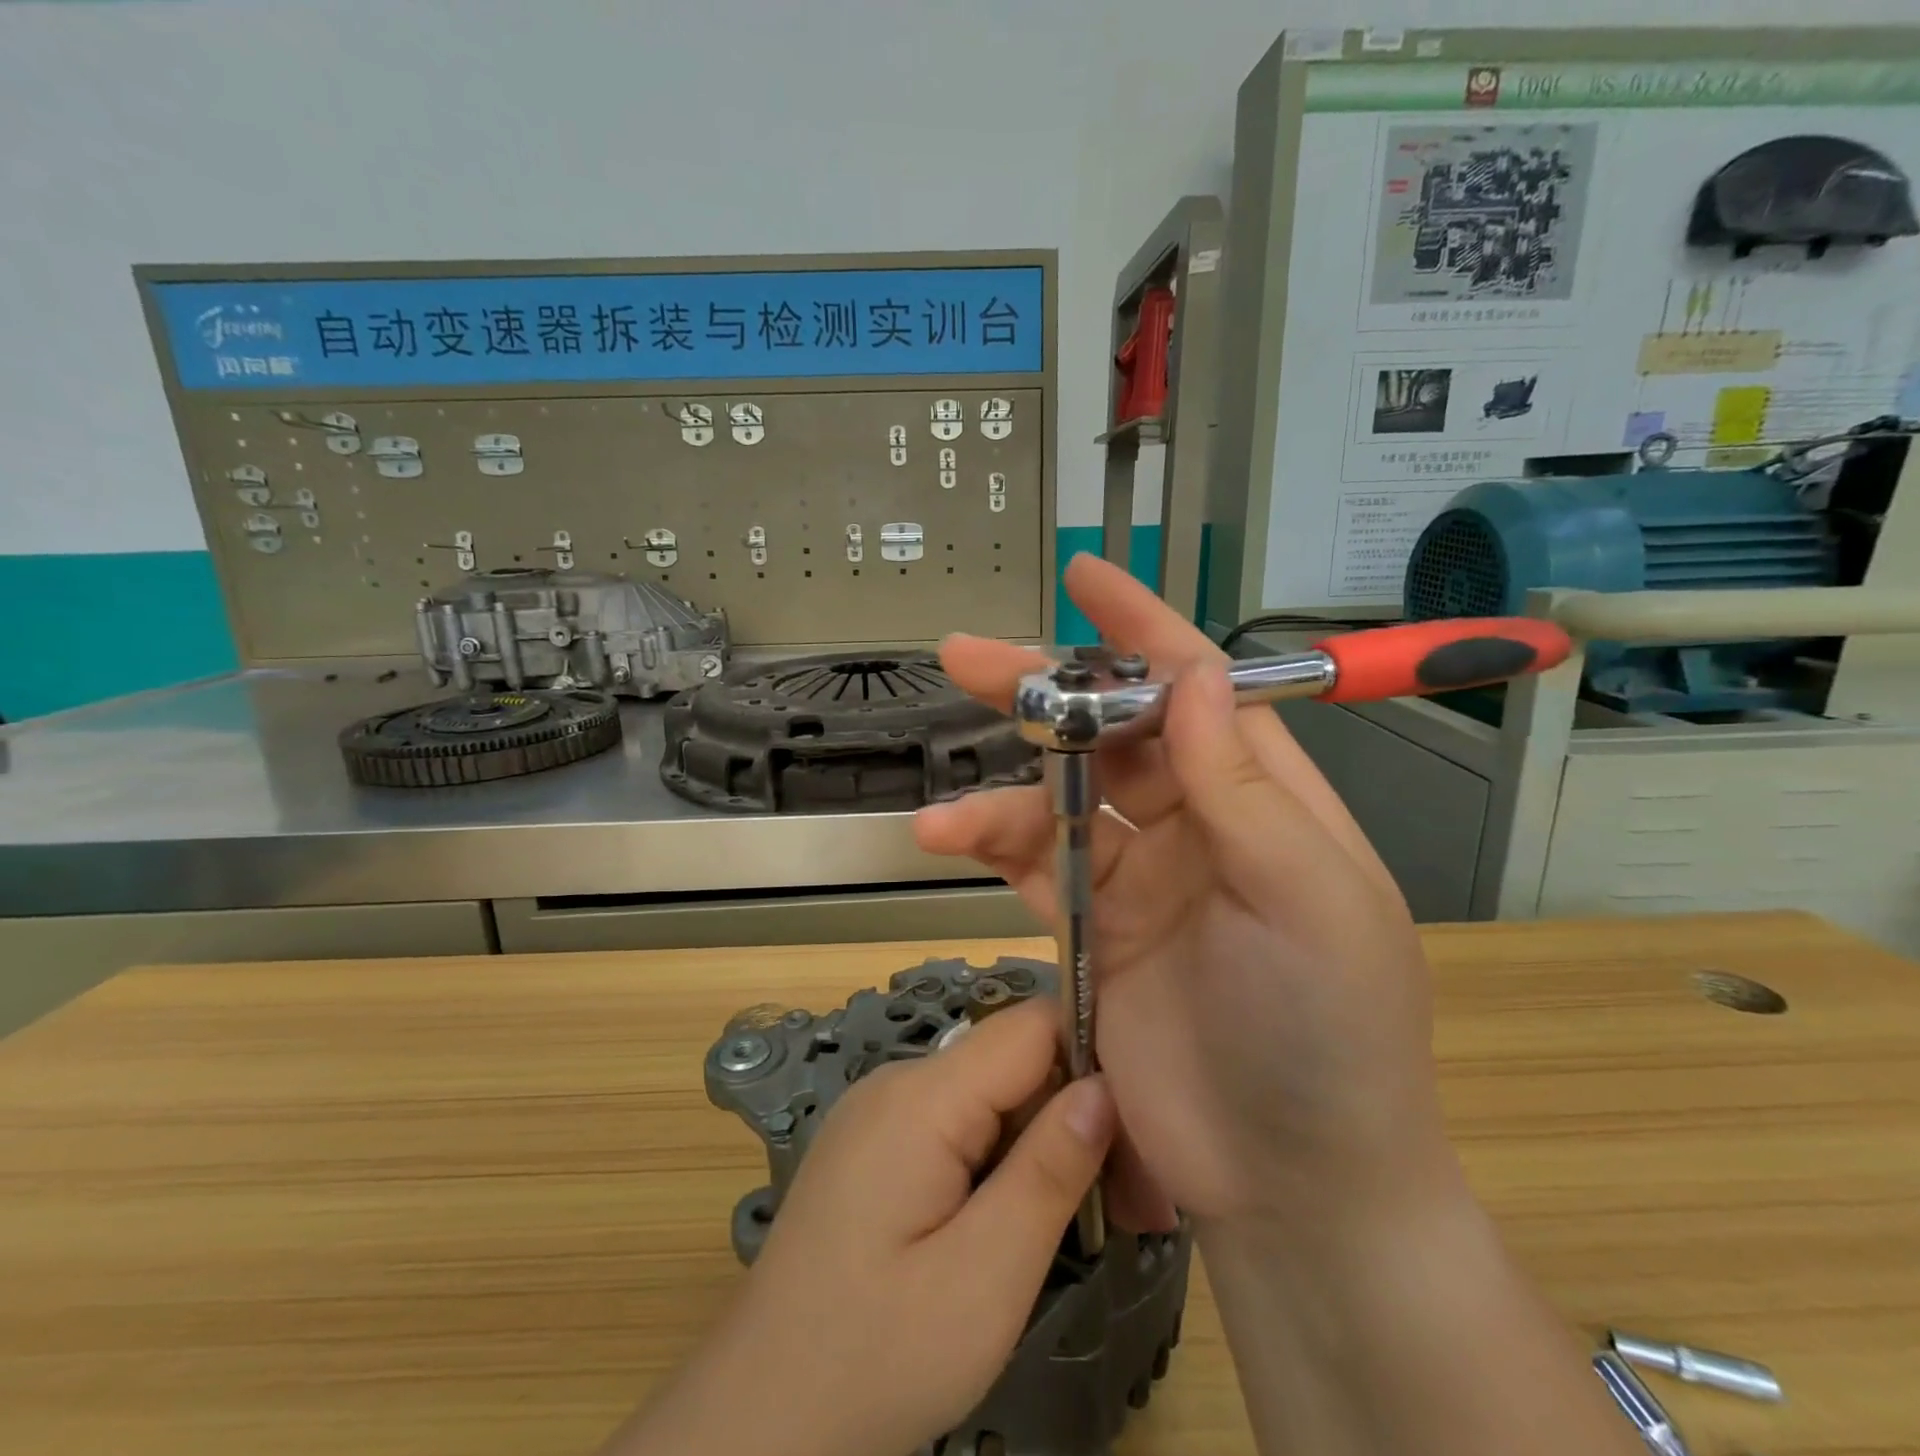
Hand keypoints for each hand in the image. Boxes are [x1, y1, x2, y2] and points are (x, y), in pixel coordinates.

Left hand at [608, 1002, 1113, 1455]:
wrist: (756, 1421)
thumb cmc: (876, 1359)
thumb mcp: (984, 1279)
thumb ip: (1048, 1171)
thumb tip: (1105, 1088)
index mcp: (922, 1098)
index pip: (1030, 1026)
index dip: (1094, 1058)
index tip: (1145, 1131)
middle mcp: (899, 1082)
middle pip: (1014, 1061)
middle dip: (1077, 1116)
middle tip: (1135, 1206)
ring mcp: (882, 1111)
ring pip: (992, 1094)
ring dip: (1045, 1143)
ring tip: (1092, 1222)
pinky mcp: (877, 1144)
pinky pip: (959, 1123)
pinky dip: (1004, 1158)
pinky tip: (1024, 1218)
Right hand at [916, 554, 1462, 1233]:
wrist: (1291, 1183)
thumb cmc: (1327, 1033)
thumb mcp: (1307, 899)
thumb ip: (1243, 788)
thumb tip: (1195, 675)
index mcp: (1261, 798)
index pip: (1198, 689)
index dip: (1141, 630)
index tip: (1086, 578)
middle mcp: (1198, 822)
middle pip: (1109, 734)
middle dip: (1041, 694)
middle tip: (966, 657)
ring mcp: (1139, 877)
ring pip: (1058, 801)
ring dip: (1000, 793)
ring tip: (944, 812)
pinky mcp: (1091, 929)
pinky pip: (1033, 865)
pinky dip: (990, 846)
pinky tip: (945, 839)